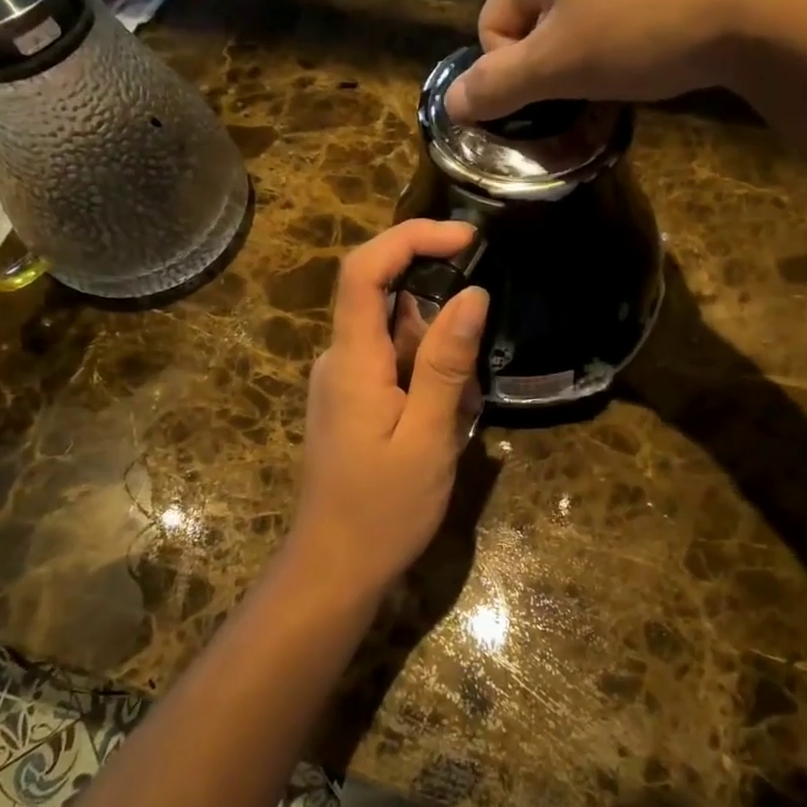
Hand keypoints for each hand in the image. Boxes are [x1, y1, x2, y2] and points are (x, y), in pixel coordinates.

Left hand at [286, 220, 488, 606]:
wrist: (334, 568)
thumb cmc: (383, 510)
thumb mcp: (429, 437)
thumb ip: (447, 363)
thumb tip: (471, 294)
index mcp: (351, 360)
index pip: (365, 270)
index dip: (411, 238)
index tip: (466, 237)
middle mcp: (339, 359)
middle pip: (389, 303)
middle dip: (441, 325)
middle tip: (470, 384)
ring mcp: (342, 381)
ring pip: (398, 339)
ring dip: (439, 364)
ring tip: (456, 423)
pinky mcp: (351, 401)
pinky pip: (393, 367)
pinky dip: (427, 383)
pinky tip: (441, 429)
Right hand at [445, 0, 806, 125]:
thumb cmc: (641, 28)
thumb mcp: (557, 67)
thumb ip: (496, 86)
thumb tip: (450, 105)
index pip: (493, 23)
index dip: (512, 73)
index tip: (553, 97)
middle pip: (540, 12)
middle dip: (556, 60)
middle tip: (591, 91)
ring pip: (589, 5)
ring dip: (596, 48)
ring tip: (633, 70)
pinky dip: (637, 27)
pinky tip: (668, 43)